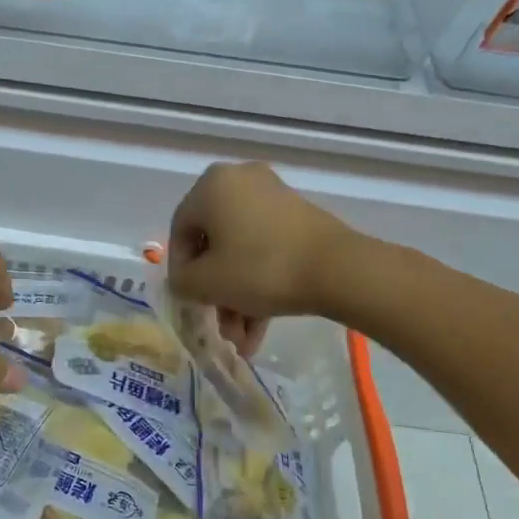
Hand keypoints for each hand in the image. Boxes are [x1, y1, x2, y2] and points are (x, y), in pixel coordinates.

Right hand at [168, 163, 354, 328]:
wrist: (338, 269)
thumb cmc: (260, 268)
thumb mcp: (206, 283)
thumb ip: (181, 281)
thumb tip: (185, 281)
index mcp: (211, 185)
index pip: (181, 231)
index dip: (180, 271)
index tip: (189, 303)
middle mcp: (239, 180)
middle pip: (214, 243)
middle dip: (215, 291)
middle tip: (218, 325)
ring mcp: (273, 196)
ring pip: (241, 250)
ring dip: (237, 294)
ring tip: (243, 338)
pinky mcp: (298, 215)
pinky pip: (265, 247)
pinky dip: (259, 280)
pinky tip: (260, 324)